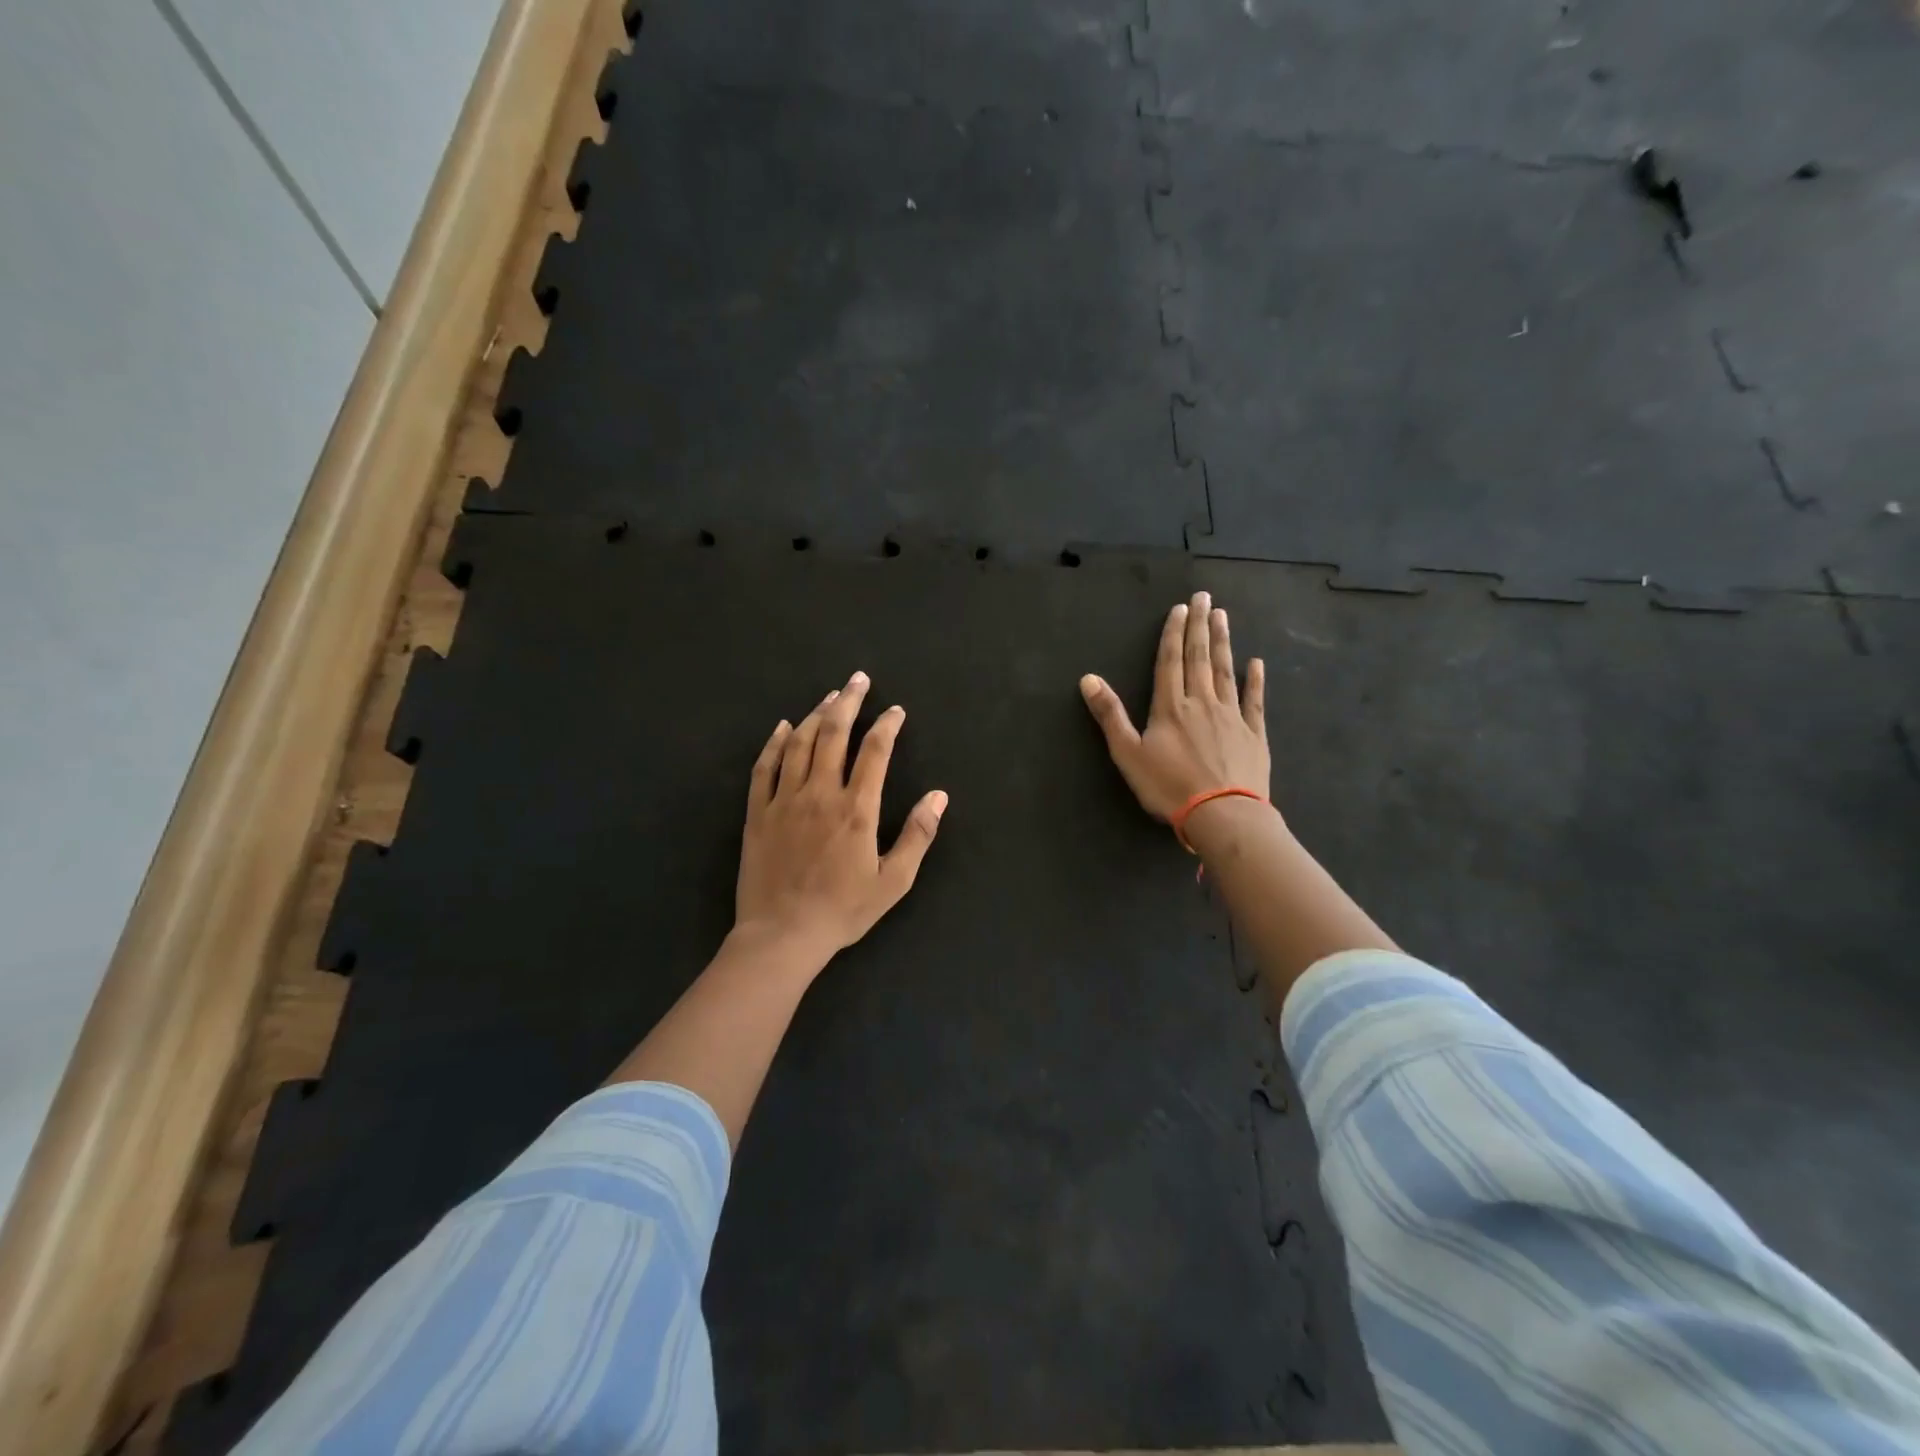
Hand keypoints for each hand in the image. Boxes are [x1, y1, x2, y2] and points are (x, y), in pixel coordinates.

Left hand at [735, 670, 948, 966]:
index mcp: (856, 809)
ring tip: (830, 696)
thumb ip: (918, 835)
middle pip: (835, 733)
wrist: (782, 935)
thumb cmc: (842, 911)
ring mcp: (784, 800)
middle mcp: (820, 794)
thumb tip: (939, 795)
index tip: (896, 710)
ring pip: (800, 743)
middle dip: (850, 701)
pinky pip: (764, 767)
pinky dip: (775, 742)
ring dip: (817, 715)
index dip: (888, 725)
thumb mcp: (893, 881)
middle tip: (858, 679)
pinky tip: (784, 726)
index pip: (875, 751)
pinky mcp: (757, 813)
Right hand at [1080, 592, 1269, 821]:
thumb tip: (1088, 678)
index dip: (1173, 633)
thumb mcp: (1128, 753)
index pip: (1170, 661)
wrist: (1222, 815)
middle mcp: (1202, 702)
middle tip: (1204, 597)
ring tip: (1223, 617)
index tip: (1180, 608)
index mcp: (1170, 707)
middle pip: (1200, 657)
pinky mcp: (1253, 734)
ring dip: (1223, 643)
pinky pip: (1253, 701)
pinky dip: (1255, 680)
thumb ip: (1110, 715)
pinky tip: (1257, 663)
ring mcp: (1231, 716)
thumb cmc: (1169, 787)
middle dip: (1199, 626)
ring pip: (1226, 671)